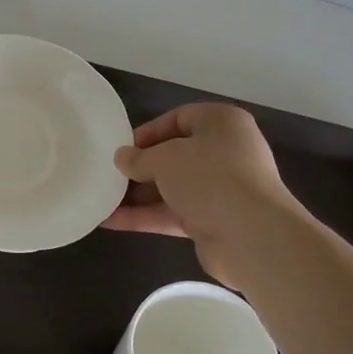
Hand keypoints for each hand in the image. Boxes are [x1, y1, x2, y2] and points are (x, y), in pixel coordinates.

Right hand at [101, 103, 293, 286]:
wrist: (250, 235)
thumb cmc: (208, 177)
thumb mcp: (164, 158)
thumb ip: (138, 157)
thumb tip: (122, 158)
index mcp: (222, 123)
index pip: (179, 118)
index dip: (148, 132)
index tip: (121, 148)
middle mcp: (226, 152)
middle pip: (175, 155)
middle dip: (141, 167)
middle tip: (110, 175)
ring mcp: (221, 189)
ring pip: (172, 187)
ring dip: (138, 195)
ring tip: (102, 200)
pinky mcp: (214, 220)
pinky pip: (173, 213)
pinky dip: (145, 217)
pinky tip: (111, 222)